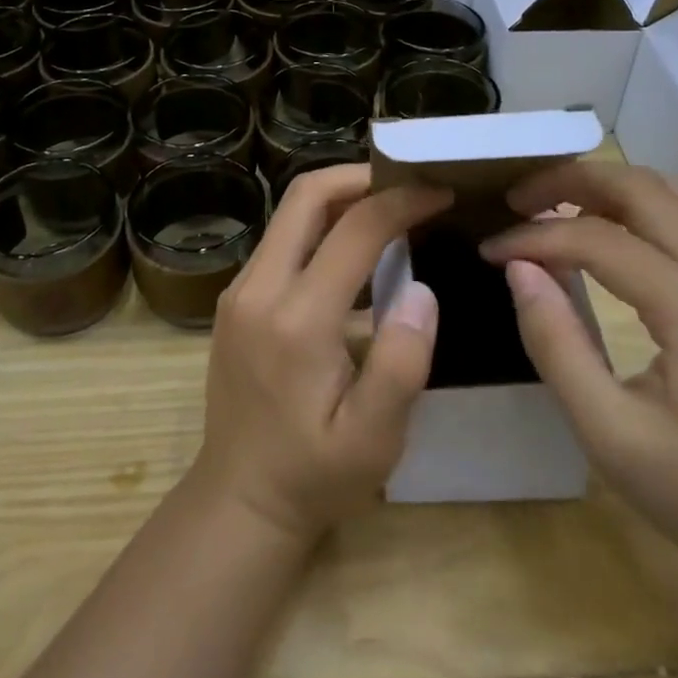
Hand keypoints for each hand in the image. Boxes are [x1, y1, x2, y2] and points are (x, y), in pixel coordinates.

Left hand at [190, 164, 451, 543]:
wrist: (239, 500)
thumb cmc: (314, 476)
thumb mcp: (373, 438)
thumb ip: (402, 362)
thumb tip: (421, 289)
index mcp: (296, 319)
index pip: (354, 229)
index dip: (402, 202)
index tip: (441, 192)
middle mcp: (258, 288)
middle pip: (305, 196)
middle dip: (361, 176)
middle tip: (409, 185)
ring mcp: (240, 290)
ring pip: (290, 213)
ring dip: (340, 198)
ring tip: (390, 208)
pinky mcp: (237, 299)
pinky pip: (281, 240)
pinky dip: (321, 226)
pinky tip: (354, 248)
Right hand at [481, 162, 677, 581]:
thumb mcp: (607, 431)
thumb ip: (555, 342)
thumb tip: (518, 268)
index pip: (601, 241)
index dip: (536, 237)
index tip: (489, 250)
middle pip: (644, 190)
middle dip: (571, 182)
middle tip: (516, 199)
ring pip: (672, 193)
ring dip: (608, 187)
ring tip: (553, 205)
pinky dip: (639, 207)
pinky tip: (605, 230)